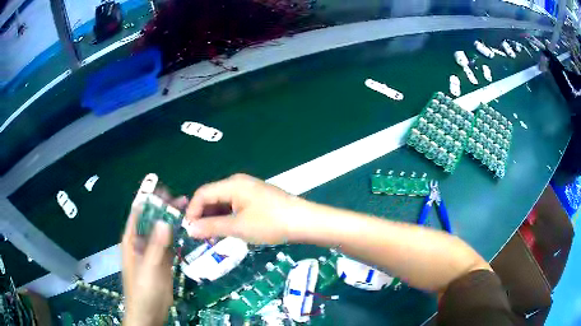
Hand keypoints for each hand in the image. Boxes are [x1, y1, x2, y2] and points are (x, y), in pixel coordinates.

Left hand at [122, 189, 186, 325]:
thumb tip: (164, 221)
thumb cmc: (142, 290)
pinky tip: (186, 229)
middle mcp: (141, 242)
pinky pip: (169, 244)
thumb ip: (156, 246)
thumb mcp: (148, 268)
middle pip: (152, 220)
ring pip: (162, 231)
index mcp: (131, 240)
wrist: (149, 312)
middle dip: (164, 209)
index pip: (138, 213)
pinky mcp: (163, 262)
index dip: (149, 200)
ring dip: (172, 221)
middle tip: (182, 199)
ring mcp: (153, 252)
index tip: (164, 190)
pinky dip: (176, 236)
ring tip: (187, 209)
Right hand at [184, 174, 306, 243]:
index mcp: (231, 184)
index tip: (189, 230)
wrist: (304, 222)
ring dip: (215, 218)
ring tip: (213, 236)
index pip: (202, 193)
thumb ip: (211, 227)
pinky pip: (234, 205)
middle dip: (203, 216)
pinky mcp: (256, 198)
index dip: (192, 211)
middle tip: (201, 236)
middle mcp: (238, 182)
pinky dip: (227, 217)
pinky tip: (228, 230)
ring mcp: (248, 189)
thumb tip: (189, 229)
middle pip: (212, 196)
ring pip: (223, 202)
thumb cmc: (270, 223)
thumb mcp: (238, 227)